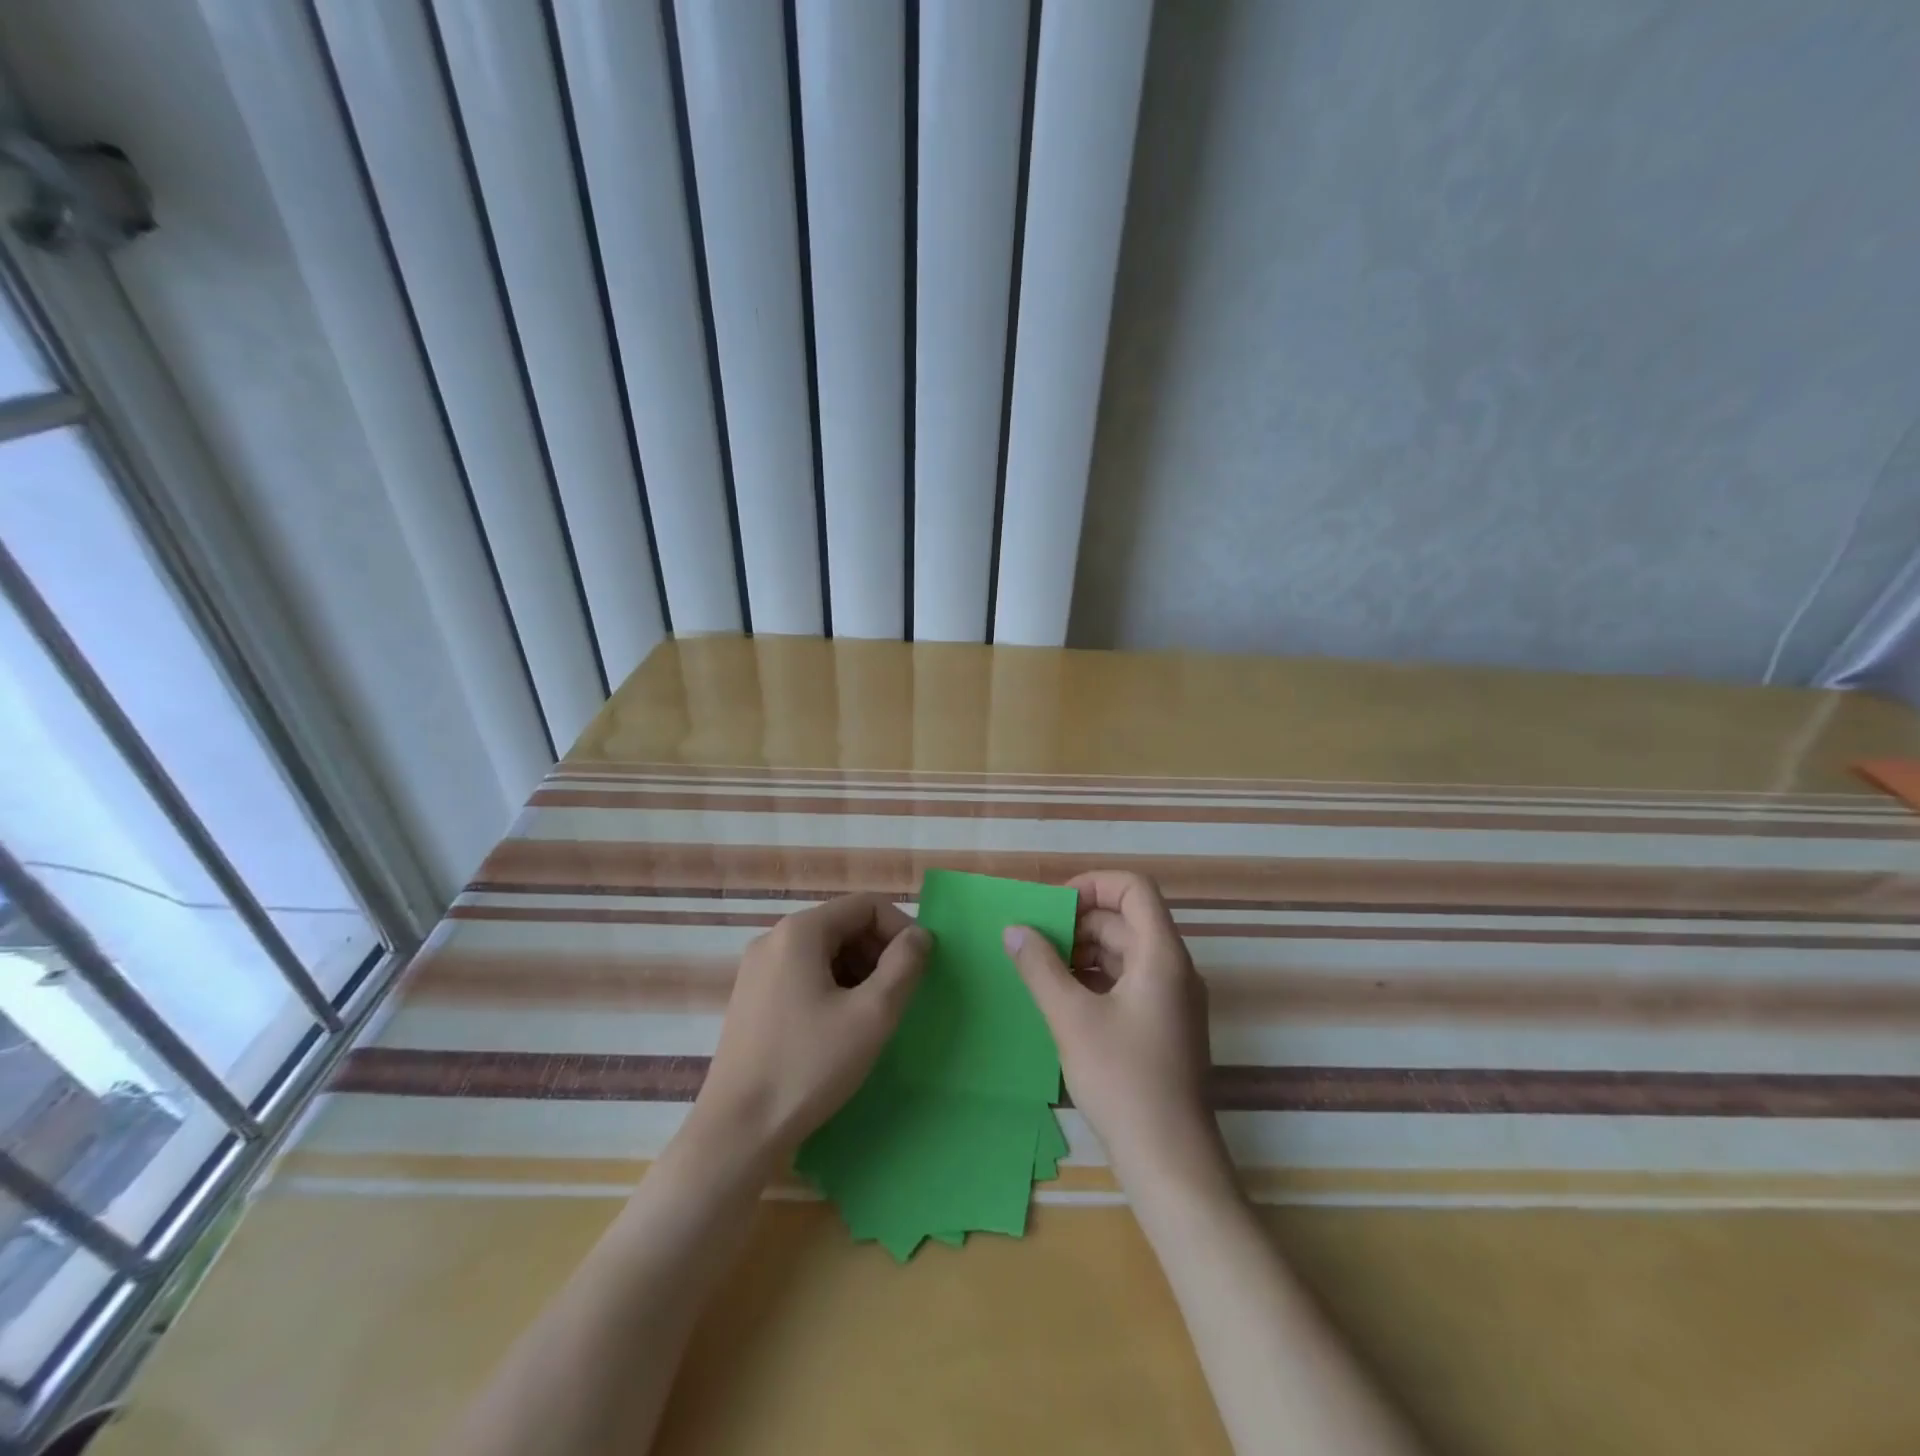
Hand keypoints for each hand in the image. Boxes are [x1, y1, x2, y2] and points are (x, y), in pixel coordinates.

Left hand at [693, 894, 930, 1160]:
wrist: (736, 1132)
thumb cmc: (808, 1067)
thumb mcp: (871, 1015)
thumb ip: (904, 966)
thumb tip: (920, 935)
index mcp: (800, 931)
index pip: (866, 905)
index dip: (901, 929)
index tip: (920, 968)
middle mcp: (774, 939)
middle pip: (844, 925)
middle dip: (880, 952)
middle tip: (900, 996)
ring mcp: (758, 969)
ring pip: (825, 951)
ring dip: (859, 972)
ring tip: (874, 1015)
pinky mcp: (752, 999)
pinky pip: (804, 974)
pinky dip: (833, 988)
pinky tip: (842, 1028)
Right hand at [1003, 872, 1225, 1191]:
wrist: (1169, 1160)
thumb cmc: (1123, 1080)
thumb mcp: (1071, 1018)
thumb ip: (1040, 967)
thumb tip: (1014, 929)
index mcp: (1161, 955)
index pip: (1134, 888)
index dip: (1093, 884)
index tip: (1053, 906)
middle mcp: (1173, 968)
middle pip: (1126, 919)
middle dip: (1079, 921)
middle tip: (1035, 939)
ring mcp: (1171, 998)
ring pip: (1125, 951)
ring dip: (1083, 951)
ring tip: (1041, 968)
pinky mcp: (1163, 1025)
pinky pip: (1128, 981)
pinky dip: (1095, 978)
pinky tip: (1062, 997)